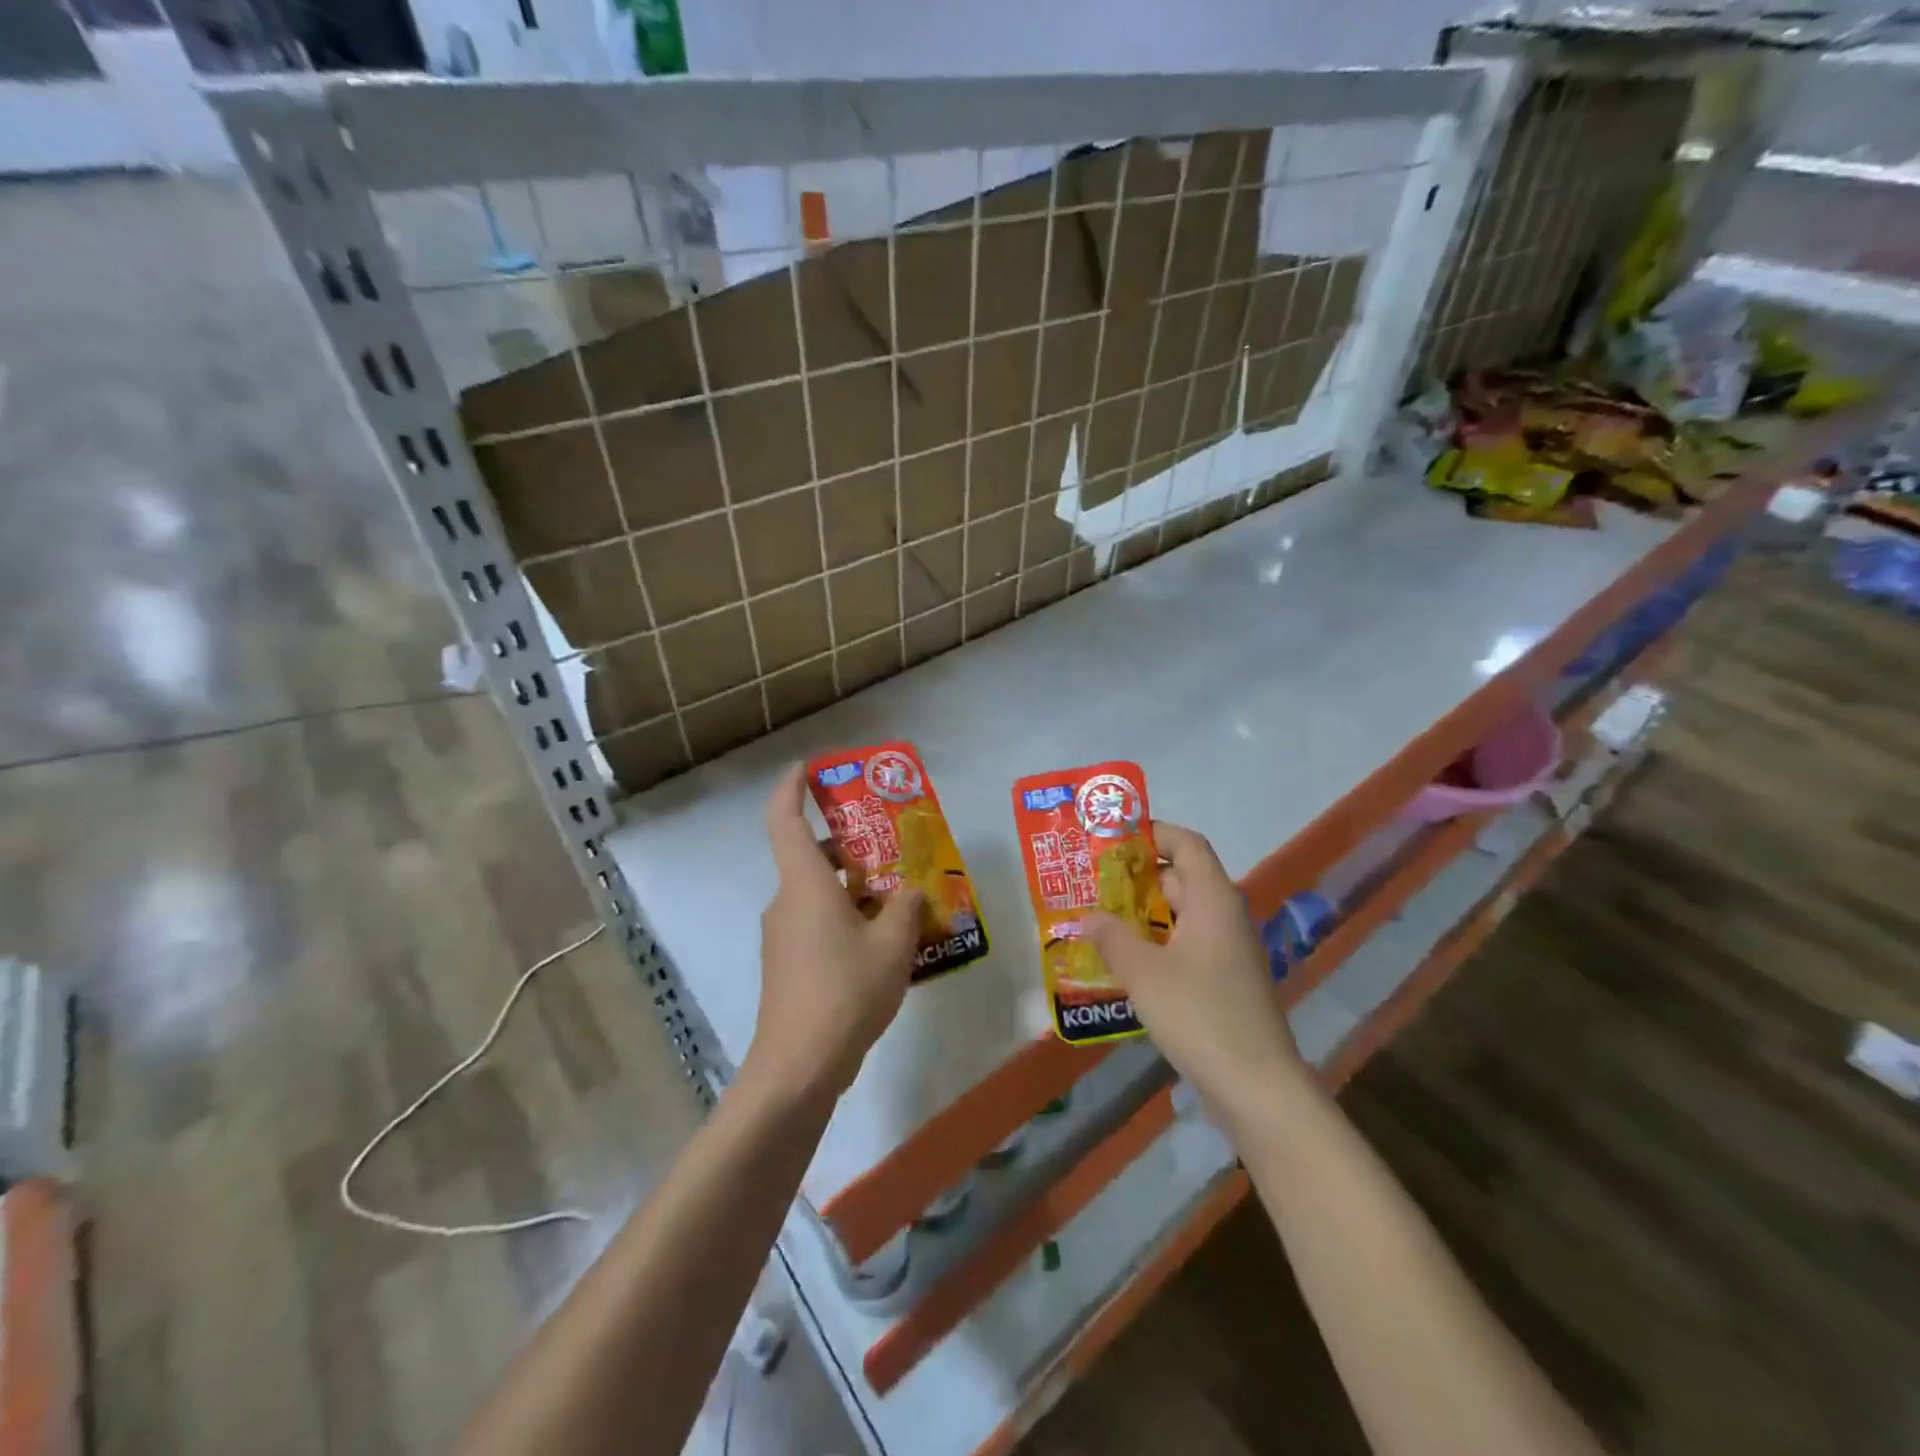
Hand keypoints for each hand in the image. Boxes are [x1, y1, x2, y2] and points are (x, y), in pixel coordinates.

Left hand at [745, 763, 923, 1104]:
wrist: (799, 1066)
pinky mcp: (787, 965)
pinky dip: (846, 920)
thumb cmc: (845, 991)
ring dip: (854, 890)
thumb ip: (906, 908)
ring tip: (901, 902)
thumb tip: (910, 892)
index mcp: (804, 884)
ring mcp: (782, 936)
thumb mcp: (892, 945)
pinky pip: (817, 925)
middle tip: (891, 848)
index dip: (792, 788)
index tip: (807, 768)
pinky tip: (883, 945)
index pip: (785, 820)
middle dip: (849, 848)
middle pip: (811, 858)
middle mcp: (786, 902)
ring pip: (818, 895)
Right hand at [1083, 822, 1305, 1126]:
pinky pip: (1185, 946)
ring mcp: (1227, 952)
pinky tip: (1123, 963)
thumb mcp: (1144, 972)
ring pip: (1180, 916)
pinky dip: (1155, 945)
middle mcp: (1225, 917)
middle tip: (1091, 882)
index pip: (1187, 844)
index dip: (1153, 833)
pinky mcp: (1224, 982)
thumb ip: (1112, 937)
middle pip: (1180, 878)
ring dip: (1142, 915)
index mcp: (1213, 900)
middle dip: (1136, 877)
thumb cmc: (1200, 1014)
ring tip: (1097, 919)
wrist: (1257, 1087)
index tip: (1112, 838)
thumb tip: (1086, 917)